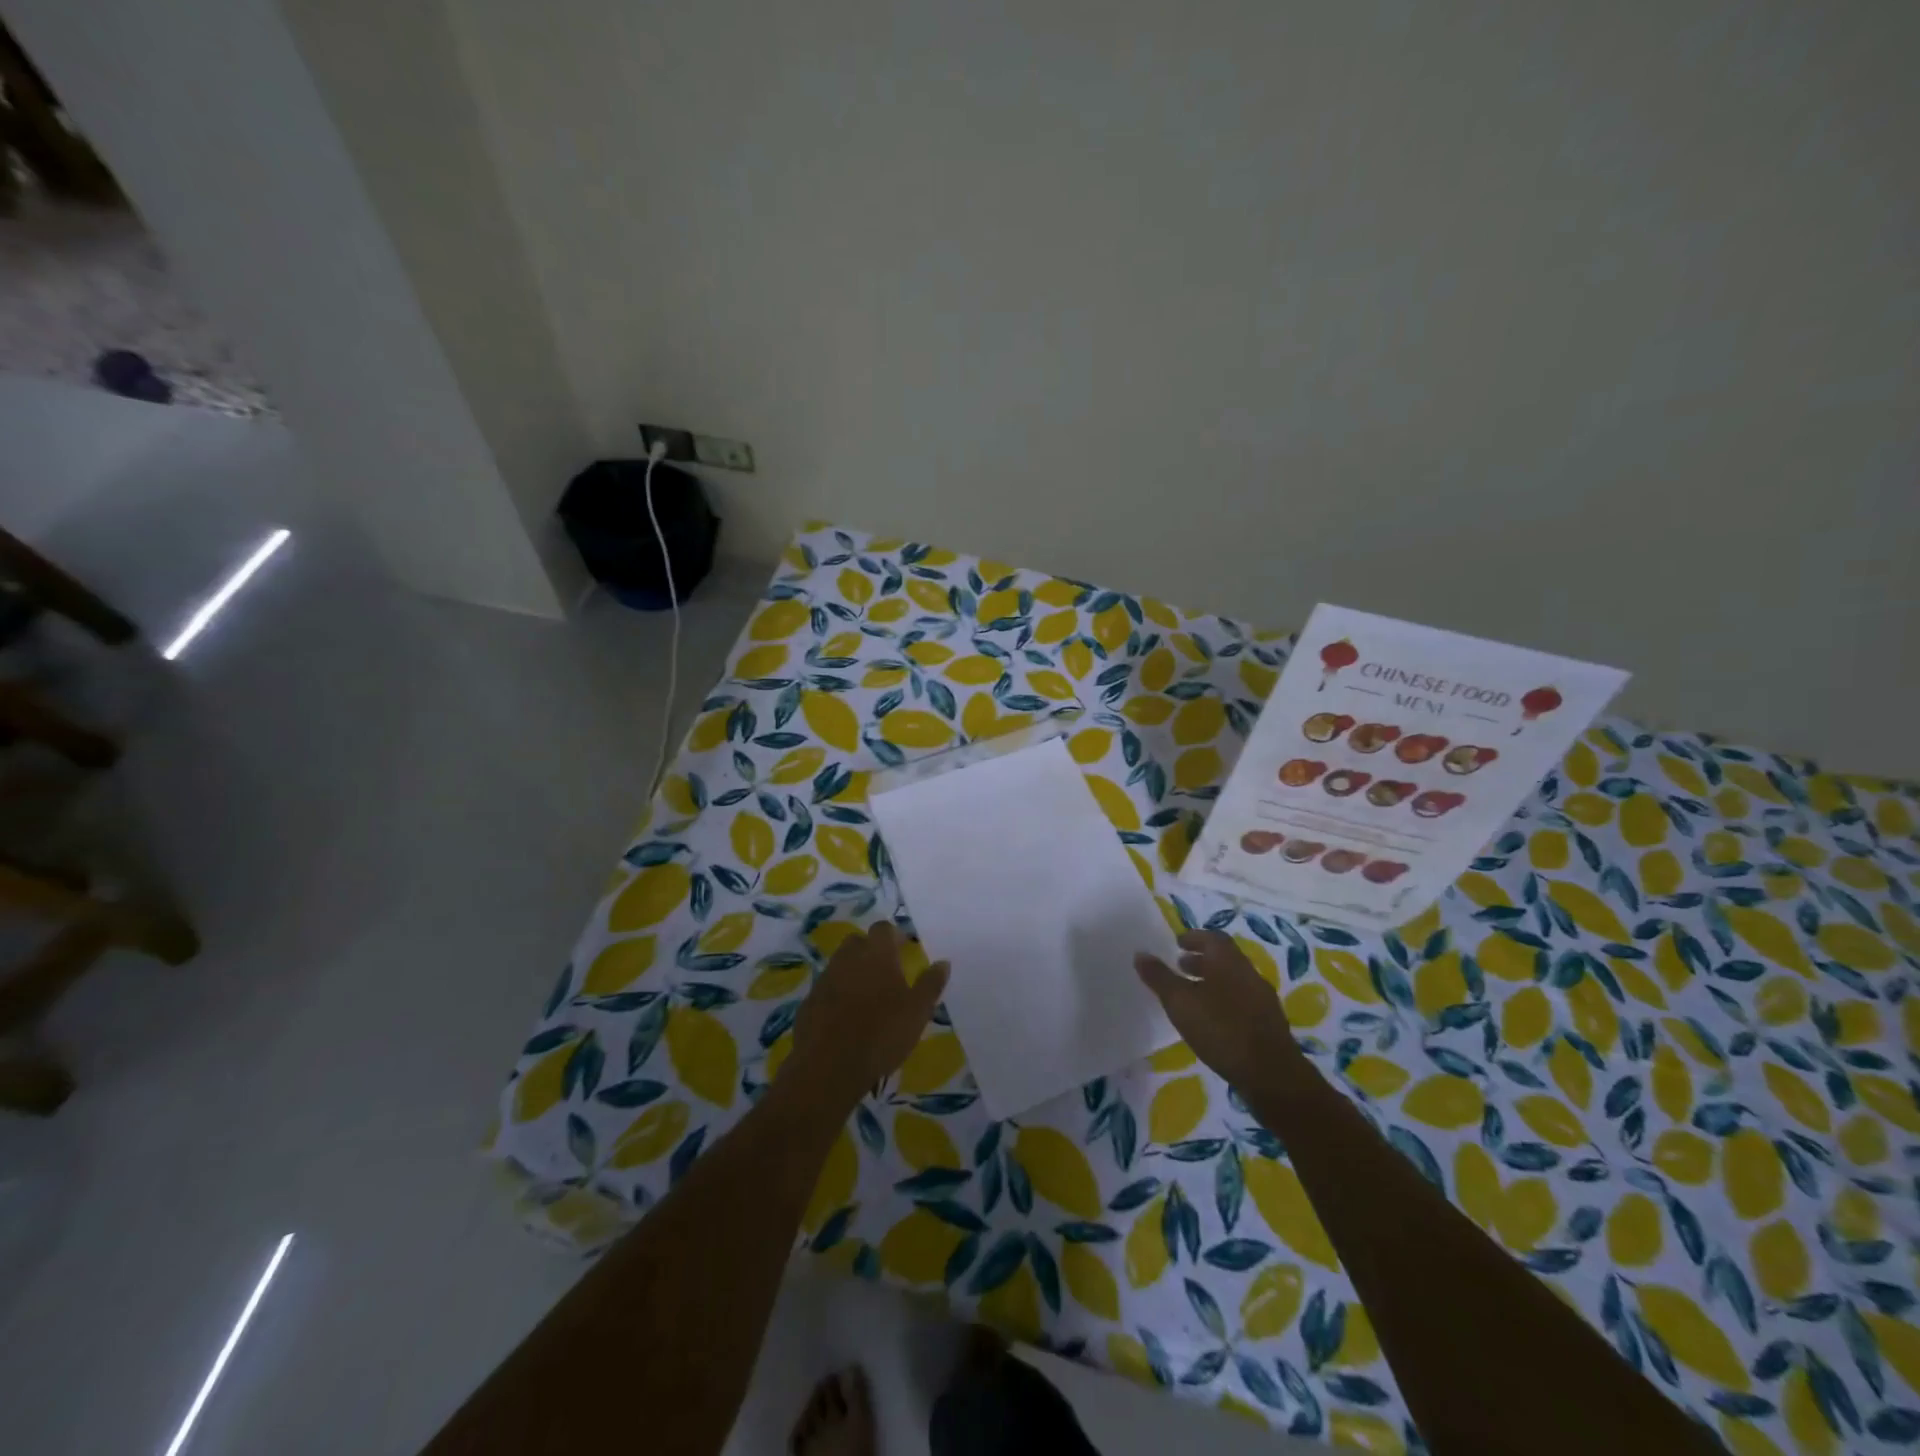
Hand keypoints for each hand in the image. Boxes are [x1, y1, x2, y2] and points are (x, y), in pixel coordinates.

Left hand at [789, 921, 949, 1110]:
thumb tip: (943, 962)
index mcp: (876, 954)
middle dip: (871, 950)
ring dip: (853, 973)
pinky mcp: (808, 1002)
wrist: (829, 1066)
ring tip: (868, 998)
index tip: (905, 949)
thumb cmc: (882, 1034)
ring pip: (840, 965)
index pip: (884, 928)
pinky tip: (846, 1018)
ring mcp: (824, 979)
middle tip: (887, 972)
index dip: (894, 936)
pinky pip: (826, 989)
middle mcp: (847, 958)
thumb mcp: (918, 1011)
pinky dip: (837, 995)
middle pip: (858, 942)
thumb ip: (931, 984)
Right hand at [1135, 930, 1301, 1093]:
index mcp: (1229, 962)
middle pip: (1225, 958)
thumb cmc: (1221, 1030)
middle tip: (1181, 966)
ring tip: (1193, 994)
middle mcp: (1249, 974)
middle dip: (1202, 960)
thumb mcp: (1180, 1003)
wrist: (1271, 1074)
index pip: (1213, 938)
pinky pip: (1243, 1001)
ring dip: (1213, 981)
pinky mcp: (1269, 1024)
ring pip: (1234, 980)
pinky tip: (1213, 1020)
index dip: (1195, 938)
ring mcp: (1263, 999)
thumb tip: (1140, 954)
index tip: (1178, 943)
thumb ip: (1160, 978)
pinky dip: (1225, 1001)